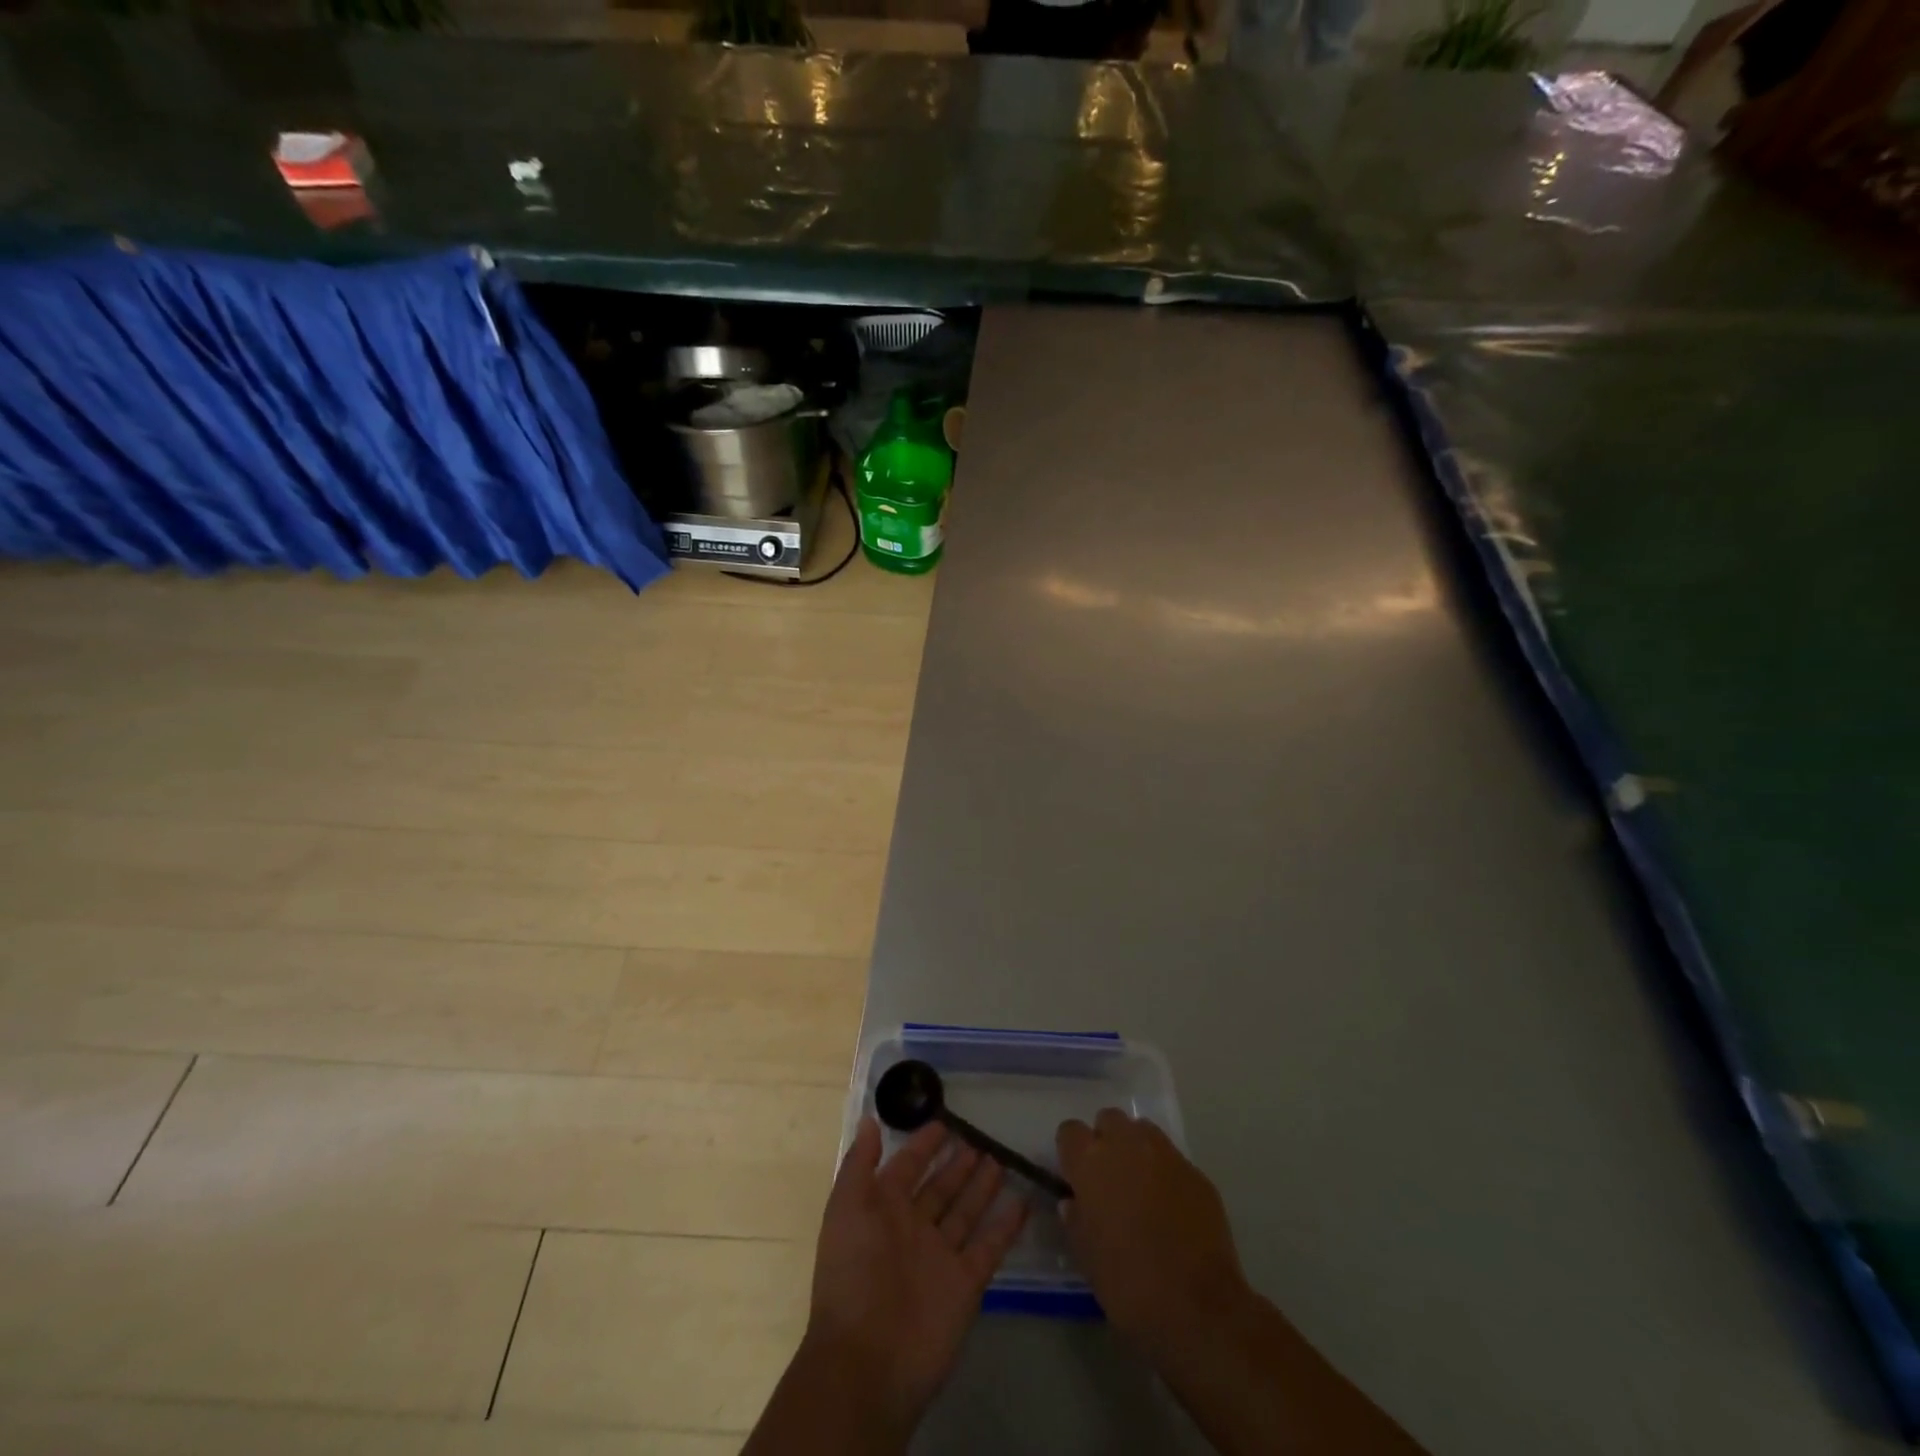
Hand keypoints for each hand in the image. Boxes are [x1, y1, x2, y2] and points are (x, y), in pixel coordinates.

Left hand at [803, 1116, 1028, 1433]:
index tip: (944, 1121)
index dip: (923, 1145)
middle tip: (980, 1138)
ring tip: (1000, 1158)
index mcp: (882, 1210)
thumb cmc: (853, 1273)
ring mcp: (940, 1256)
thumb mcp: (846, 1208)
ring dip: (981, 1186)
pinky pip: (989, 1246)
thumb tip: (870, 1119)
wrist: (868, 1360)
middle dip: (957, 1164)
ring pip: (965, 1211)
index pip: (907, 1167)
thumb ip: (860, 1163)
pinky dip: (1006, 1225)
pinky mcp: (965, 1282)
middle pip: (940, 1188)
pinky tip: (1023, 1201)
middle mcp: (913, 1229)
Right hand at [1056, 1109, 1247, 1353]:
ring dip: (1136, 1149)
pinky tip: (1172, 1208)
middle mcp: (1126, 1144)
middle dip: (1106, 1141)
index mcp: (1091, 1162)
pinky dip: (1166, 1173)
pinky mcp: (1196, 1172)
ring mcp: (1165, 1154)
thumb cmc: (1129, 1284)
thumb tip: (1073, 1202)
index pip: (1070, 1131)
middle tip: (1109, 1178)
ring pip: (1143, 1131)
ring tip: (1141, 1186)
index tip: (1076, 1176)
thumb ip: (1076, 1220)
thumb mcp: (1087, 1258)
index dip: (1072, 1151)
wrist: (1198, 1307)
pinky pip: (1172, 1159)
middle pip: (1109, 1120)